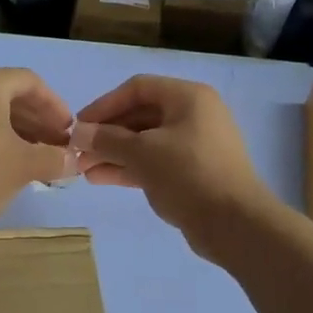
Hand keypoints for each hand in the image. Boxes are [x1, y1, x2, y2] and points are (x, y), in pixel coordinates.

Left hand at [0, 67, 71, 241]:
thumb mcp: (24, 166)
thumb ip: (54, 158)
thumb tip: (75, 160)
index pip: (29, 82)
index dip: (55, 105)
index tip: (70, 130)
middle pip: (7, 95)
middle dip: (37, 120)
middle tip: (57, 145)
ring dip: (16, 131)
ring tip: (38, 157)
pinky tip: (7, 164)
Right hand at [71, 75, 274, 261]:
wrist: (234, 223)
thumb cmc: (188, 174)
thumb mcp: (142, 153)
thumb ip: (107, 140)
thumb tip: (78, 133)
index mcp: (188, 98)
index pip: (137, 89)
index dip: (104, 105)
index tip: (79, 125)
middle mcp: (193, 115)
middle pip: (140, 116)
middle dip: (106, 134)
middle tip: (77, 152)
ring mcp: (194, 145)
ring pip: (145, 142)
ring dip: (113, 153)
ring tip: (83, 170)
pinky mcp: (192, 173)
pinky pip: (155, 162)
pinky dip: (129, 167)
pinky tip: (101, 178)